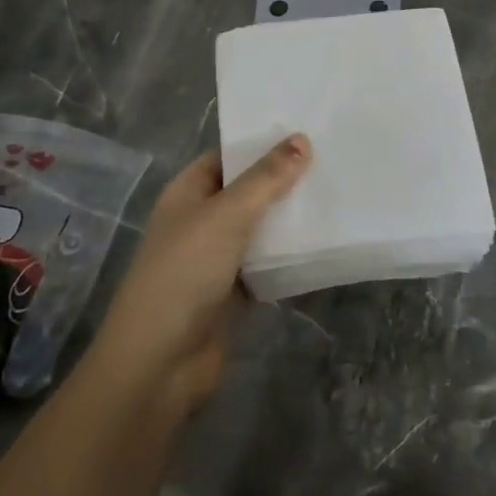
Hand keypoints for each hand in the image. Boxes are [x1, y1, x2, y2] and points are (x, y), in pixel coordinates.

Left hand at [92, 136, 310, 415]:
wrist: (158, 364)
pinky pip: (267, 264)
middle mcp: (200, 220)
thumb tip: (301, 139)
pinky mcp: (232, 293)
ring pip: (260, 228)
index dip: (261, 143)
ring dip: (290, 218)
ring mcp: (216, 259)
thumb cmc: (184, 274)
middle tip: (332, 160)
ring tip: (337, 195)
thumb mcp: (226, 216)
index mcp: (187, 193)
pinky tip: (324, 244)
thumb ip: (265, 179)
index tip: (306, 131)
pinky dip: (289, 256)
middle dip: (283, 180)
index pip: (227, 156)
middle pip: (247, 191)